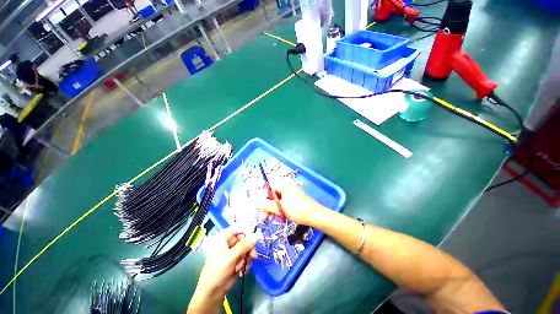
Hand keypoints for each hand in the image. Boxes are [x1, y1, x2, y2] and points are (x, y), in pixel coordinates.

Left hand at [188, 228, 256, 313]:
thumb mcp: (229, 258)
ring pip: (247, 247)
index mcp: (223, 237)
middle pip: (245, 237)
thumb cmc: (216, 272)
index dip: (247, 231)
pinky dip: (246, 263)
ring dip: (246, 257)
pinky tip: (241, 271)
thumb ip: (243, 246)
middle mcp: (229, 242)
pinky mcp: (238, 259)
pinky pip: (247, 256)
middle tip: (252, 255)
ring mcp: (234, 251)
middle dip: (248, 247)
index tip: (254, 238)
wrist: (212, 293)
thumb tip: (255, 237)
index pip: (238, 228)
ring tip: (240, 267)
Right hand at [258, 181, 326, 225]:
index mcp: (283, 184)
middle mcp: (285, 185)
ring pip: (276, 200)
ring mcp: (289, 191)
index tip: (259, 210)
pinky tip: (279, 216)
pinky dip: (279, 209)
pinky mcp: (292, 197)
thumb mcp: (280, 208)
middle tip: (265, 217)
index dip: (262, 200)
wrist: (315, 215)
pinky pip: (282, 202)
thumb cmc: (298, 210)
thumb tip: (254, 203)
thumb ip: (266, 205)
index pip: (268, 189)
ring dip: (273, 209)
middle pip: (271, 194)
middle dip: (268, 206)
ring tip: (272, 219)